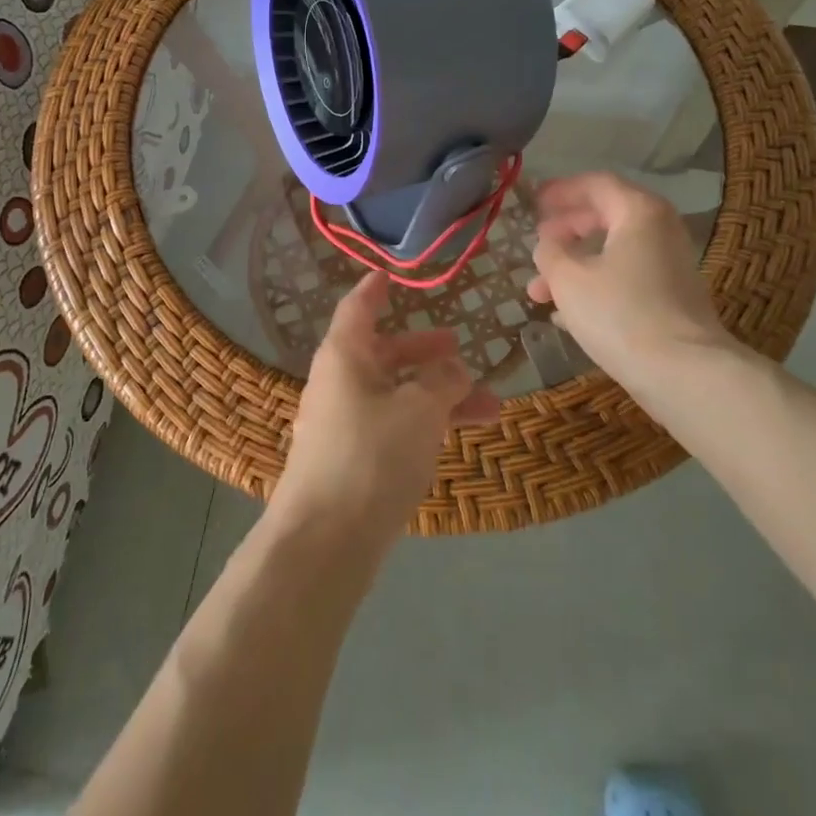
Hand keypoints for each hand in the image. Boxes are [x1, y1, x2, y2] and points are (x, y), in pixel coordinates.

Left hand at [272, 272, 501, 548]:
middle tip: (459, 348)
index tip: (391, 275)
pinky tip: (460, 436)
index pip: (359, 307)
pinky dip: (425, 425)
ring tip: (490, 405)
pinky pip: (393, 427)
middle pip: (384, 354)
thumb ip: (443, 381)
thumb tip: (452, 367)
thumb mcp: (419, 410)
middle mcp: (339, 383)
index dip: (376, 289)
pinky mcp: (352, 461)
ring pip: (397, 395)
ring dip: (439, 396)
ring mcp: (344, 424)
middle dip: (424, 352)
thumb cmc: (372, 456)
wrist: (325, 541)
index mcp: (344, 356)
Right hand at [527, 172, 749, 415]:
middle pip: (604, 218)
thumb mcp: (568, 278)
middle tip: (537, 245)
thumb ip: (550, 252)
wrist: (684, 374)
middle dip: (564, 233)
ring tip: (537, 293)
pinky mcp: (670, 300)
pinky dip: (593, 288)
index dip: (561, 190)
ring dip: (573, 267)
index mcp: (639, 212)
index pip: (596, 184)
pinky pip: (624, 280)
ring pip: (611, 254)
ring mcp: (669, 267)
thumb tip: (548, 244)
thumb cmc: (620, 313)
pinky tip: (564, 316)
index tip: (533, 202)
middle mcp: (660, 231)